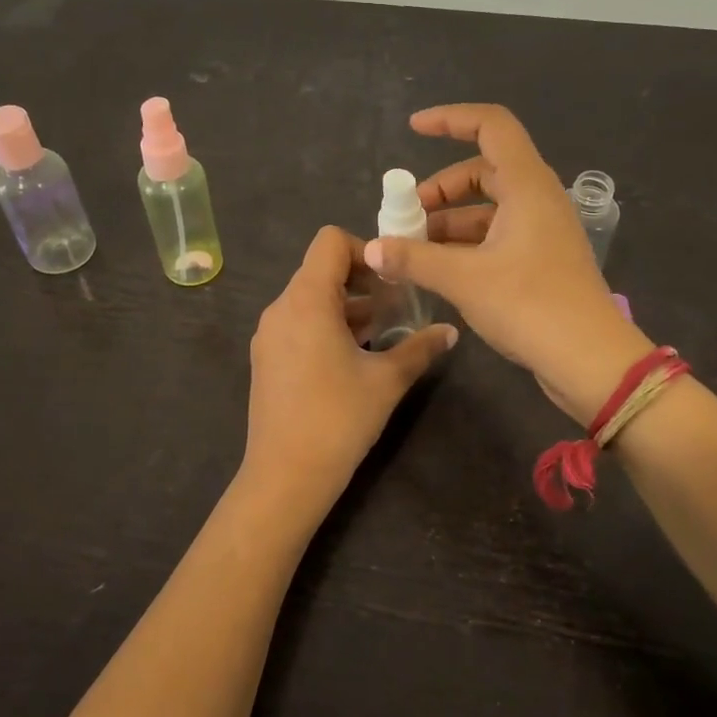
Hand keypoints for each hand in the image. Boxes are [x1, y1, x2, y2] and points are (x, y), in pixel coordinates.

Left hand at [241, 226, 457, 514]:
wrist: (285, 475)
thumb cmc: (339, 418)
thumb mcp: (388, 380)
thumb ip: (420, 347)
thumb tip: (451, 332)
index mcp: (306, 300)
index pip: (330, 242)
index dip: (366, 250)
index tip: (392, 282)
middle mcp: (281, 308)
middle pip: (320, 269)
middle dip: (362, 281)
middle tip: (396, 307)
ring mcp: (268, 334)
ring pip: (310, 298)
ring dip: (347, 306)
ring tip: (381, 333)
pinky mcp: (266, 358)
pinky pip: (298, 323)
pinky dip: (326, 325)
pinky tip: (353, 357)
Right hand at [364, 104, 651, 425]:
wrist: (588, 359)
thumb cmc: (530, 305)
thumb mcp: (464, 279)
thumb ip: (414, 259)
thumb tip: (371, 248)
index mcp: (527, 186)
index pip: (491, 126)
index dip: (451, 119)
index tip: (413, 129)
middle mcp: (538, 200)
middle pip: (484, 171)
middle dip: (441, 188)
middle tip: (407, 217)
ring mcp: (542, 232)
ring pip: (489, 209)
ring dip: (449, 222)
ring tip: (412, 248)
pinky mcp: (541, 261)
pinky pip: (497, 237)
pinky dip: (466, 245)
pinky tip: (438, 270)